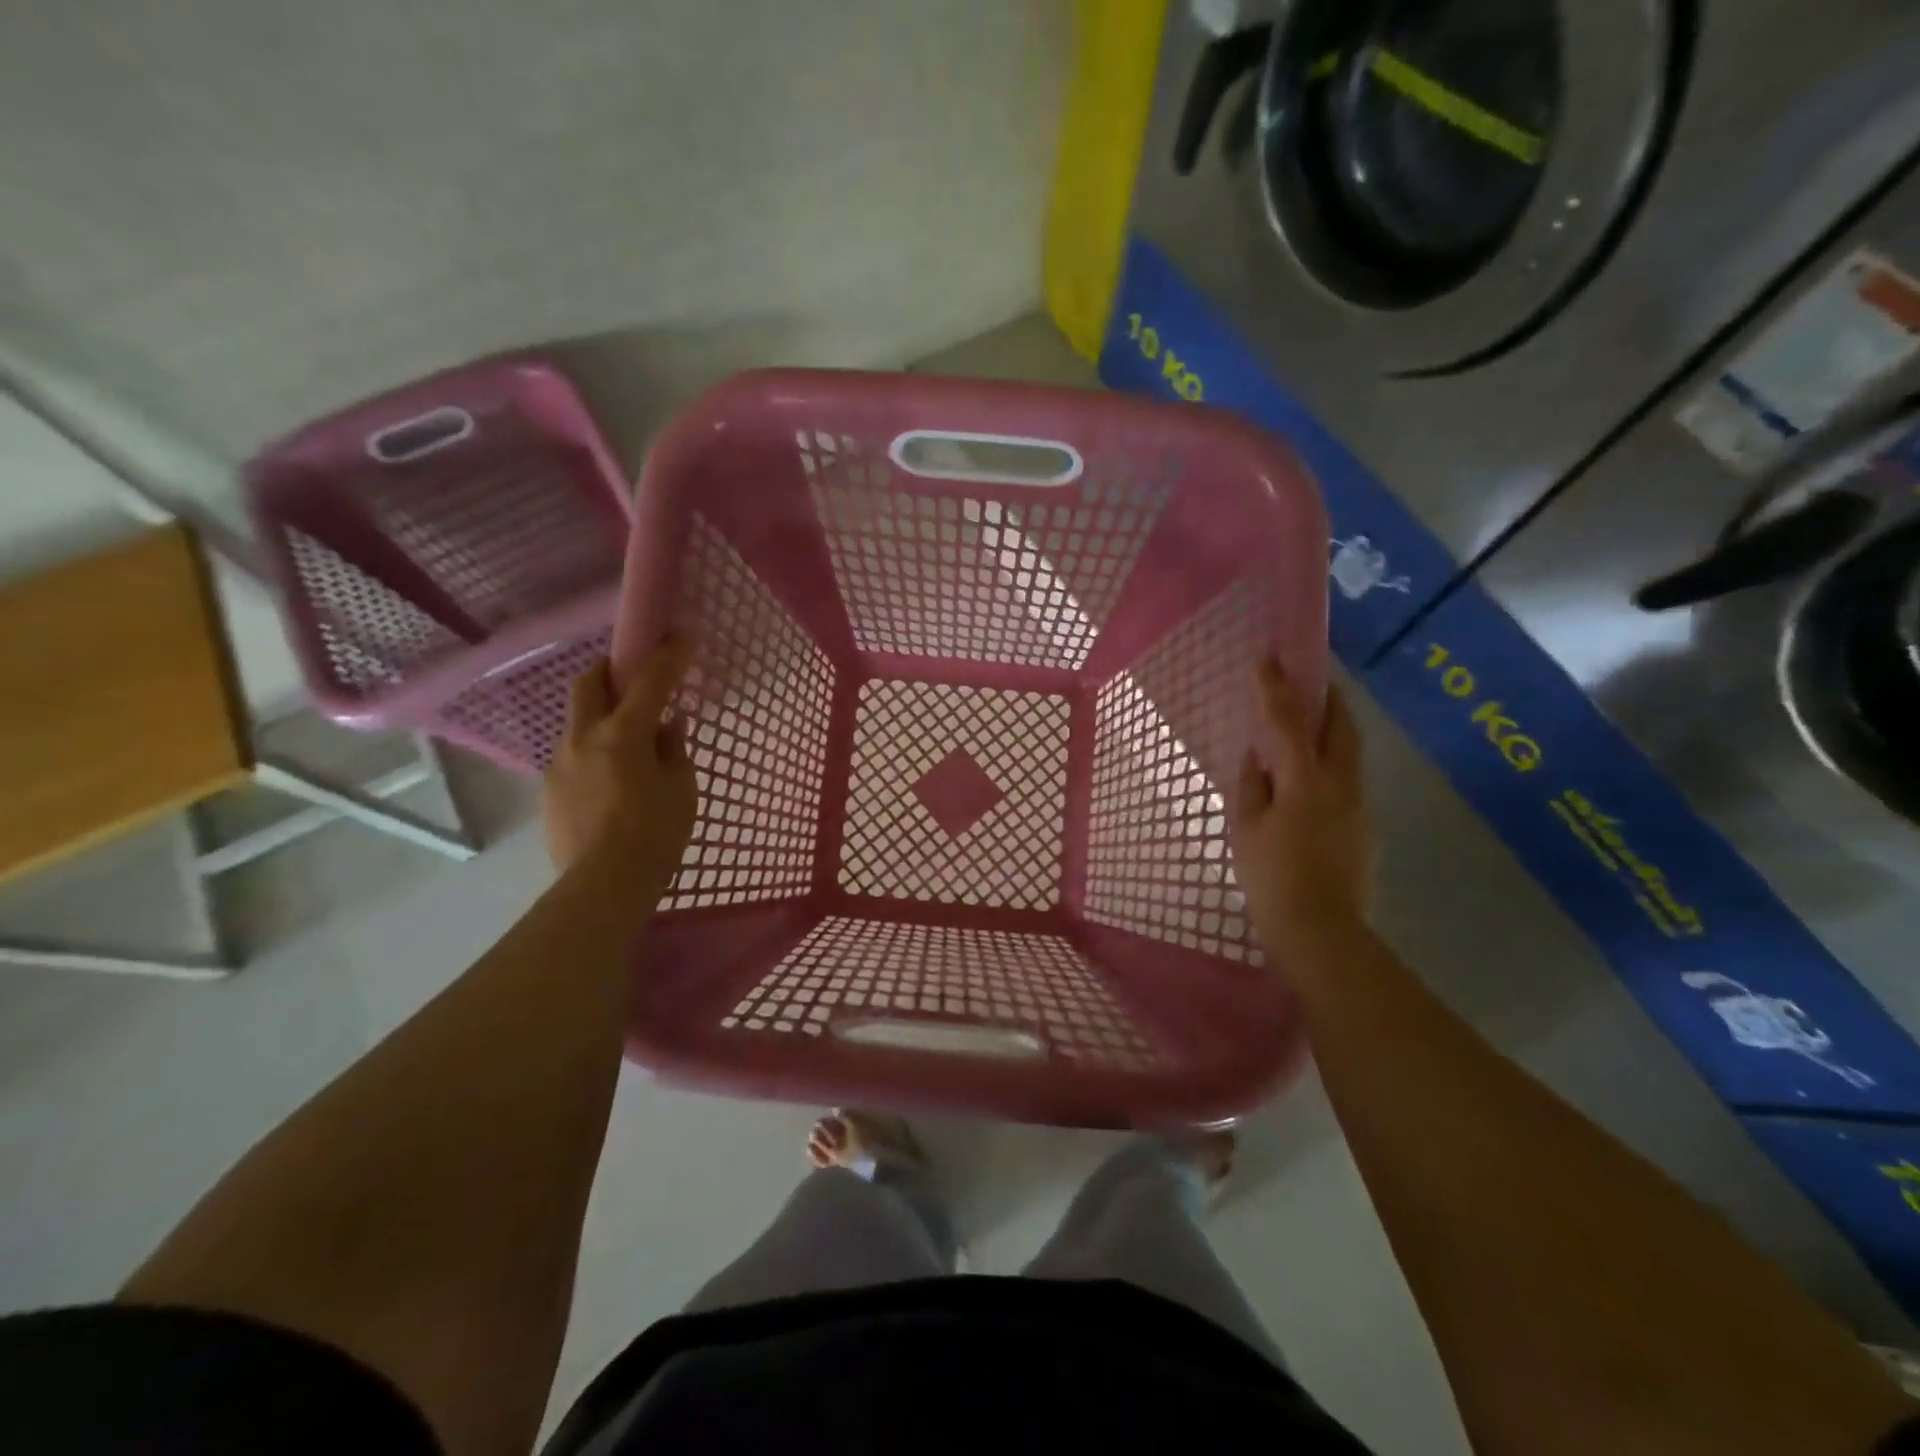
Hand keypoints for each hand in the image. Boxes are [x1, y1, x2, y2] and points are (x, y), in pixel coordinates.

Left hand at [543, 639, 697, 885]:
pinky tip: (614, 782)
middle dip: (612, 670)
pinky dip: (595, 752)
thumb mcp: (681, 789)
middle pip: (589, 684)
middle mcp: (583, 739)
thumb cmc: (655, 834)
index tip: (681, 635)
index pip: (649, 681)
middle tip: (635, 678)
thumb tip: (669, 723)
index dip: (668, 655)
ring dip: (603, 717)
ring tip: (630, 744)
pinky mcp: (551, 791)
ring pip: (579, 722)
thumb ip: (674, 749)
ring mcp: (561, 764)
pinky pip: (575, 756)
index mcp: (622, 735)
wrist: (603, 887)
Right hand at [1231, 657, 1374, 950]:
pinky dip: (1330, 768)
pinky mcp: (1366, 831)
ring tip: (1308, 727)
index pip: (1289, 722)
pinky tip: (1310, 786)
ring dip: (1332, 731)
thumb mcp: (1247, 830)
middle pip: (1341, 727)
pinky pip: (1347, 784)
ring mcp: (1360, 808)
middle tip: (1311, 680)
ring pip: (1349, 755)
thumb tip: (1258, 757)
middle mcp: (1341, 786)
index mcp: (1306, 781)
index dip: (1276, 687)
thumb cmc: (1272, 880)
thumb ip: (1253, 786)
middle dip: (1327, 698)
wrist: (1322, 935)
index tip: (1268, 656)